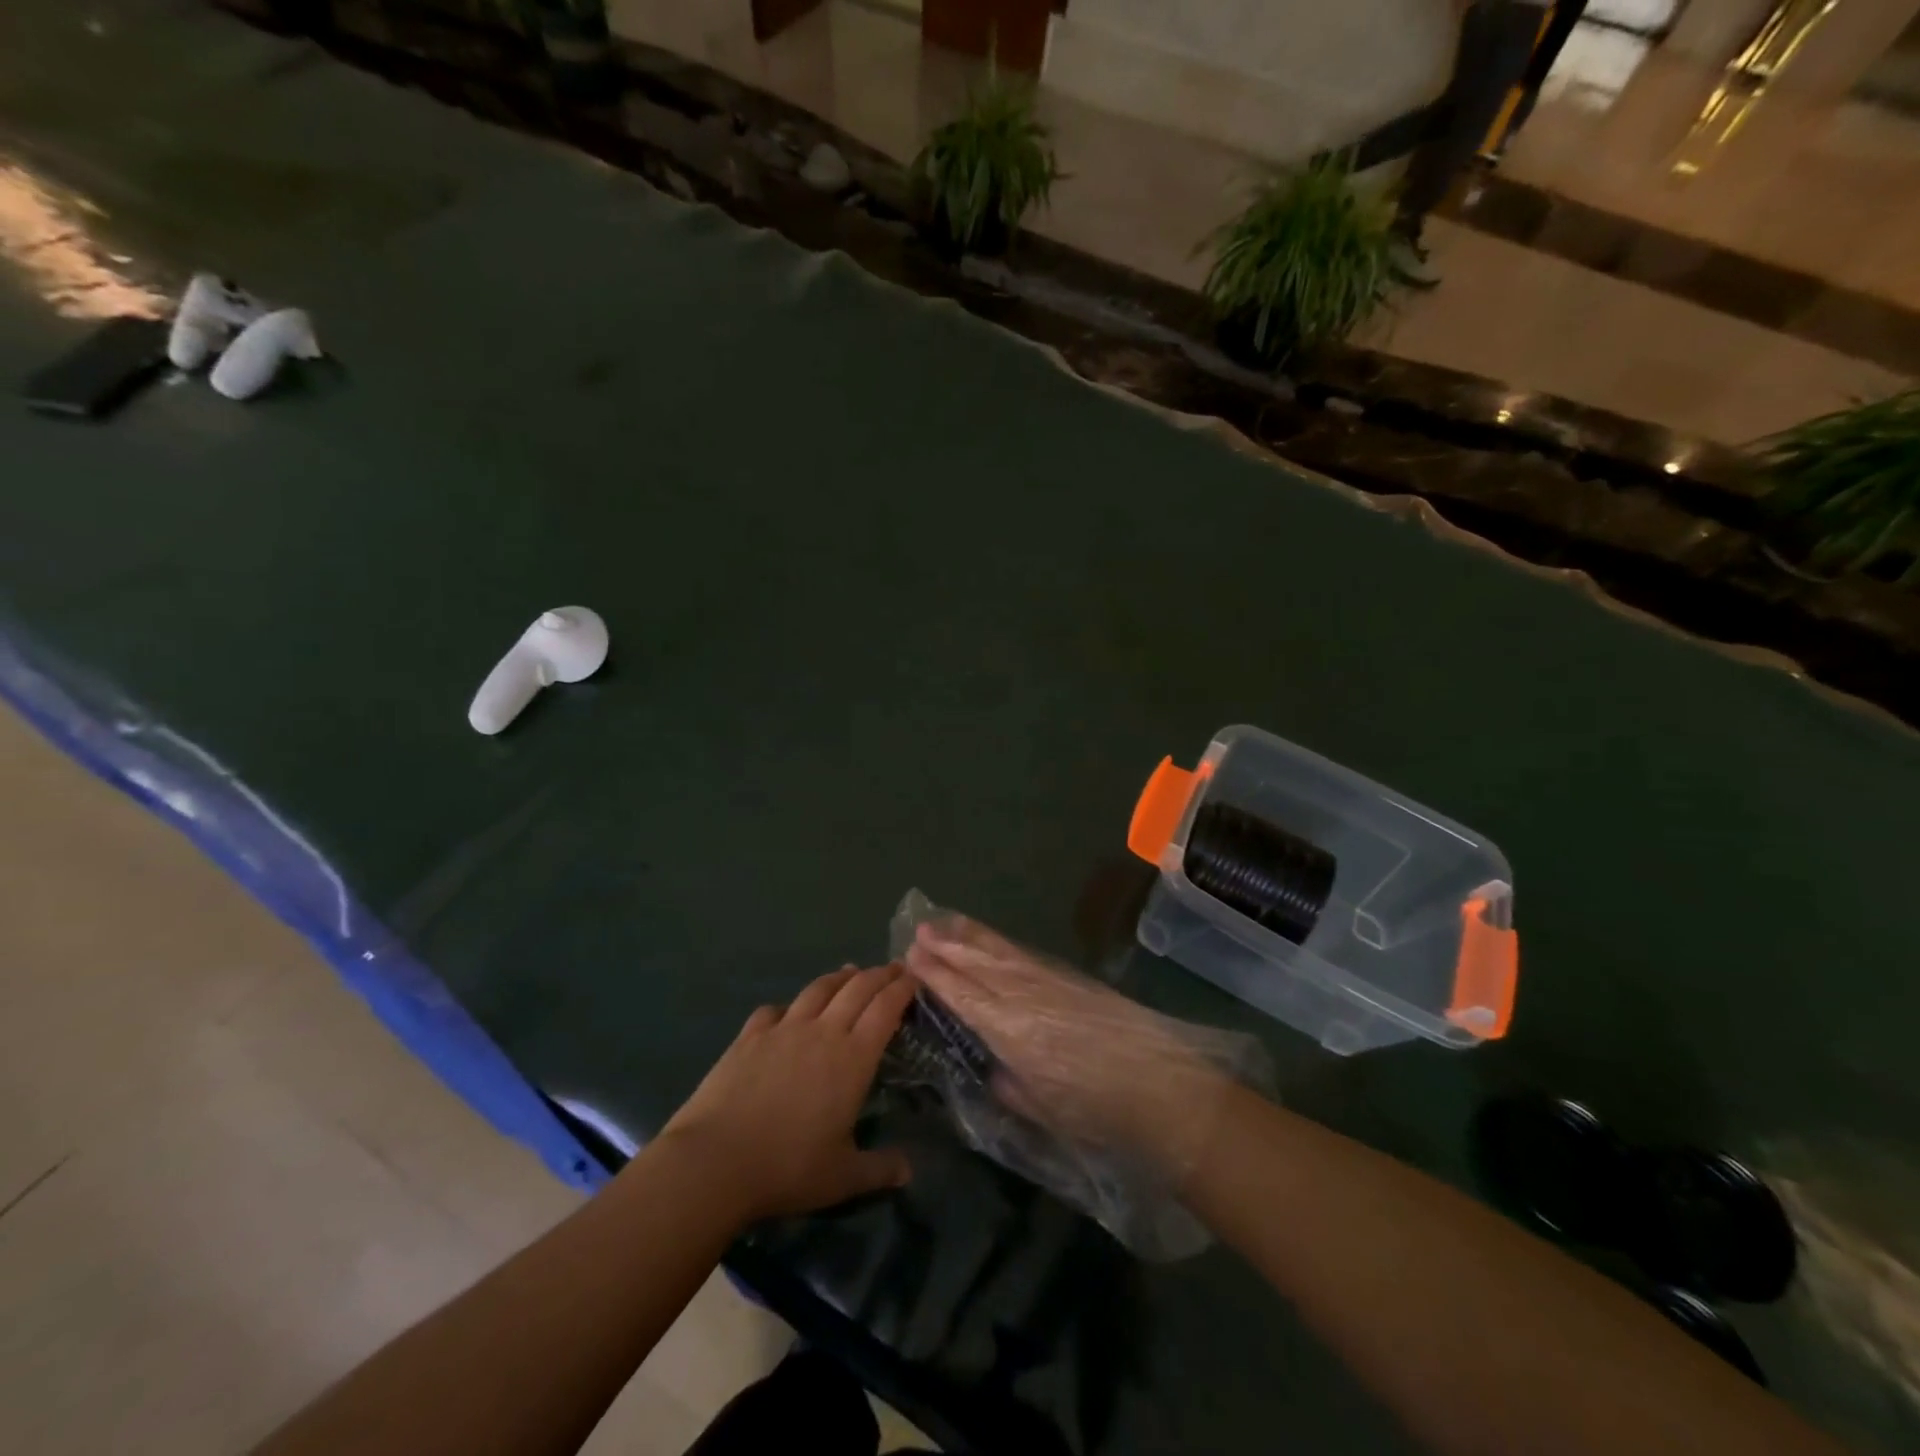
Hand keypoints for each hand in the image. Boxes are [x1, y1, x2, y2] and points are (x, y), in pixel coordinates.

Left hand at [659, 963, 916, 1222]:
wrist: (715, 1160)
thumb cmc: (788, 1168)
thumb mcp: (843, 1177)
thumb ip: (879, 1169)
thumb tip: (909, 1171)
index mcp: (853, 1058)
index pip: (885, 1009)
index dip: (902, 989)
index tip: (914, 977)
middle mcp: (822, 1032)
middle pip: (857, 989)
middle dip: (880, 975)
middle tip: (894, 968)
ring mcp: (784, 1029)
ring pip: (819, 990)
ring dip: (840, 977)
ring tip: (850, 972)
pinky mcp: (750, 1036)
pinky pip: (775, 1009)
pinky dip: (790, 1005)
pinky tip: (789, 1011)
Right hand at [904, 916, 1234, 1173]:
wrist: (1159, 1085)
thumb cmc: (1096, 1110)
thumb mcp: (1042, 1109)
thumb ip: (1010, 1086)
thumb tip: (995, 1068)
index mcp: (1010, 1031)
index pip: (963, 995)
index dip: (936, 976)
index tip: (911, 957)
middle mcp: (1023, 997)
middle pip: (977, 964)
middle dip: (946, 947)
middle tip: (918, 929)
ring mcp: (1048, 982)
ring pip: (1000, 952)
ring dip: (970, 936)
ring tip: (945, 920)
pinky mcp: (1069, 978)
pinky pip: (1023, 954)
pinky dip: (1000, 943)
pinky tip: (991, 941)